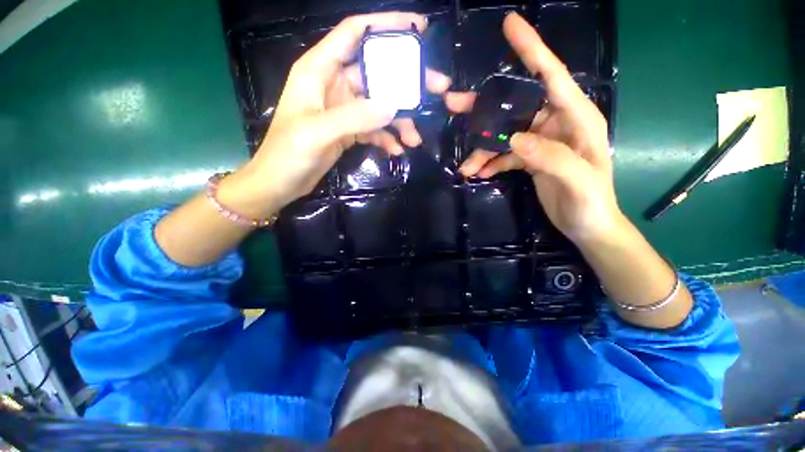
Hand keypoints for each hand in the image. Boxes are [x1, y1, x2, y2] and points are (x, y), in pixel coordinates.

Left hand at [225, 12, 453, 216]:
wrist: (280, 182)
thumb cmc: (288, 153)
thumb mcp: (318, 132)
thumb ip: (354, 117)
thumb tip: (392, 107)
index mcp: (319, 70)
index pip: (355, 33)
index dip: (386, 25)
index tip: (418, 29)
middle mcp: (334, 84)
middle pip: (376, 73)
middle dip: (406, 82)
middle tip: (436, 89)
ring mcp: (343, 109)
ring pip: (379, 105)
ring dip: (399, 120)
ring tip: (415, 138)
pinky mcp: (348, 130)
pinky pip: (374, 128)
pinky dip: (386, 138)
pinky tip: (397, 150)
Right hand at [449, 13, 620, 244]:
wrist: (588, 225)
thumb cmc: (593, 202)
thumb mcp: (578, 181)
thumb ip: (551, 158)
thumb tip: (515, 139)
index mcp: (576, 117)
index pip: (552, 74)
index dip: (531, 49)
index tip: (509, 25)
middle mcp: (556, 123)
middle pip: (516, 105)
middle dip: (485, 107)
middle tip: (453, 105)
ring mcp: (540, 141)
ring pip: (504, 134)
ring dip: (482, 148)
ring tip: (465, 166)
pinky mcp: (530, 158)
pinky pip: (504, 154)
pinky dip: (490, 162)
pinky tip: (478, 173)